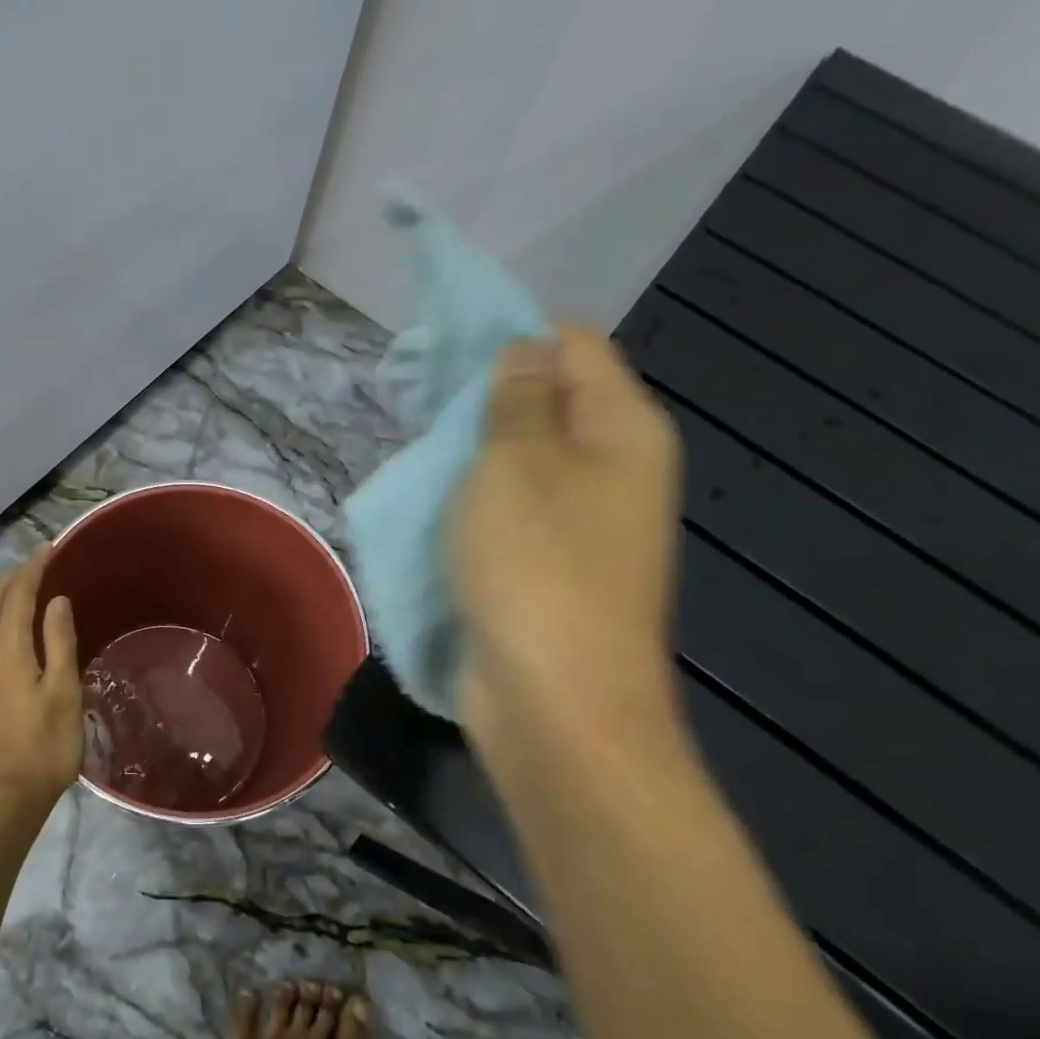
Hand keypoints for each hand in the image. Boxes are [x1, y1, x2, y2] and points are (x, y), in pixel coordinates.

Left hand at [0, 546, 82, 821]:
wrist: (5, 798)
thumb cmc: (45, 746)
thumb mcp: (63, 692)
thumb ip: (58, 642)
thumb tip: (55, 600)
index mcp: (7, 651)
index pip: (17, 595)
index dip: (32, 568)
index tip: (49, 547)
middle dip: (14, 576)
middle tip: (40, 561)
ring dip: (2, 594)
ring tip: (26, 585)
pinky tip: (11, 626)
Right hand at [449, 325, 683, 769]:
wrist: (556, 703)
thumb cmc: (536, 567)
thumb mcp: (513, 464)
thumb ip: (516, 399)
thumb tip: (524, 351)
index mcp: (623, 429)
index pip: (574, 344)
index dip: (511, 335)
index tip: (443, 352)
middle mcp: (613, 470)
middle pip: (548, 402)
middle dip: (483, 397)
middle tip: (419, 407)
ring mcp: (584, 525)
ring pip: (522, 462)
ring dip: (472, 455)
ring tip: (417, 456)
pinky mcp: (550, 568)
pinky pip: (509, 514)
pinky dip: (472, 503)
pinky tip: (430, 506)